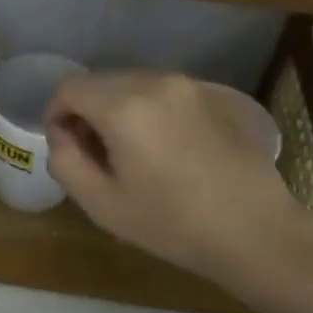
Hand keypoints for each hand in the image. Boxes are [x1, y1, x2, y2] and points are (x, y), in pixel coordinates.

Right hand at [44, 71, 312, 282]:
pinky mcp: (214, 94)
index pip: (69, 88)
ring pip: (133, 84)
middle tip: (96, 154)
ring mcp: (188, 85)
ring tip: (132, 152)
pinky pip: (164, 92)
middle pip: (100, 82)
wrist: (256, 231)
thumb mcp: (102, 204)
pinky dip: (151, 110)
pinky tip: (167, 149)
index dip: (56, 114)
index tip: (66, 146)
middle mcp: (154, 82)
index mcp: (123, 106)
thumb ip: (65, 161)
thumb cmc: (172, 223)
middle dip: (87, 111)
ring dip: (119, 109)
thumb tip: (62, 134)